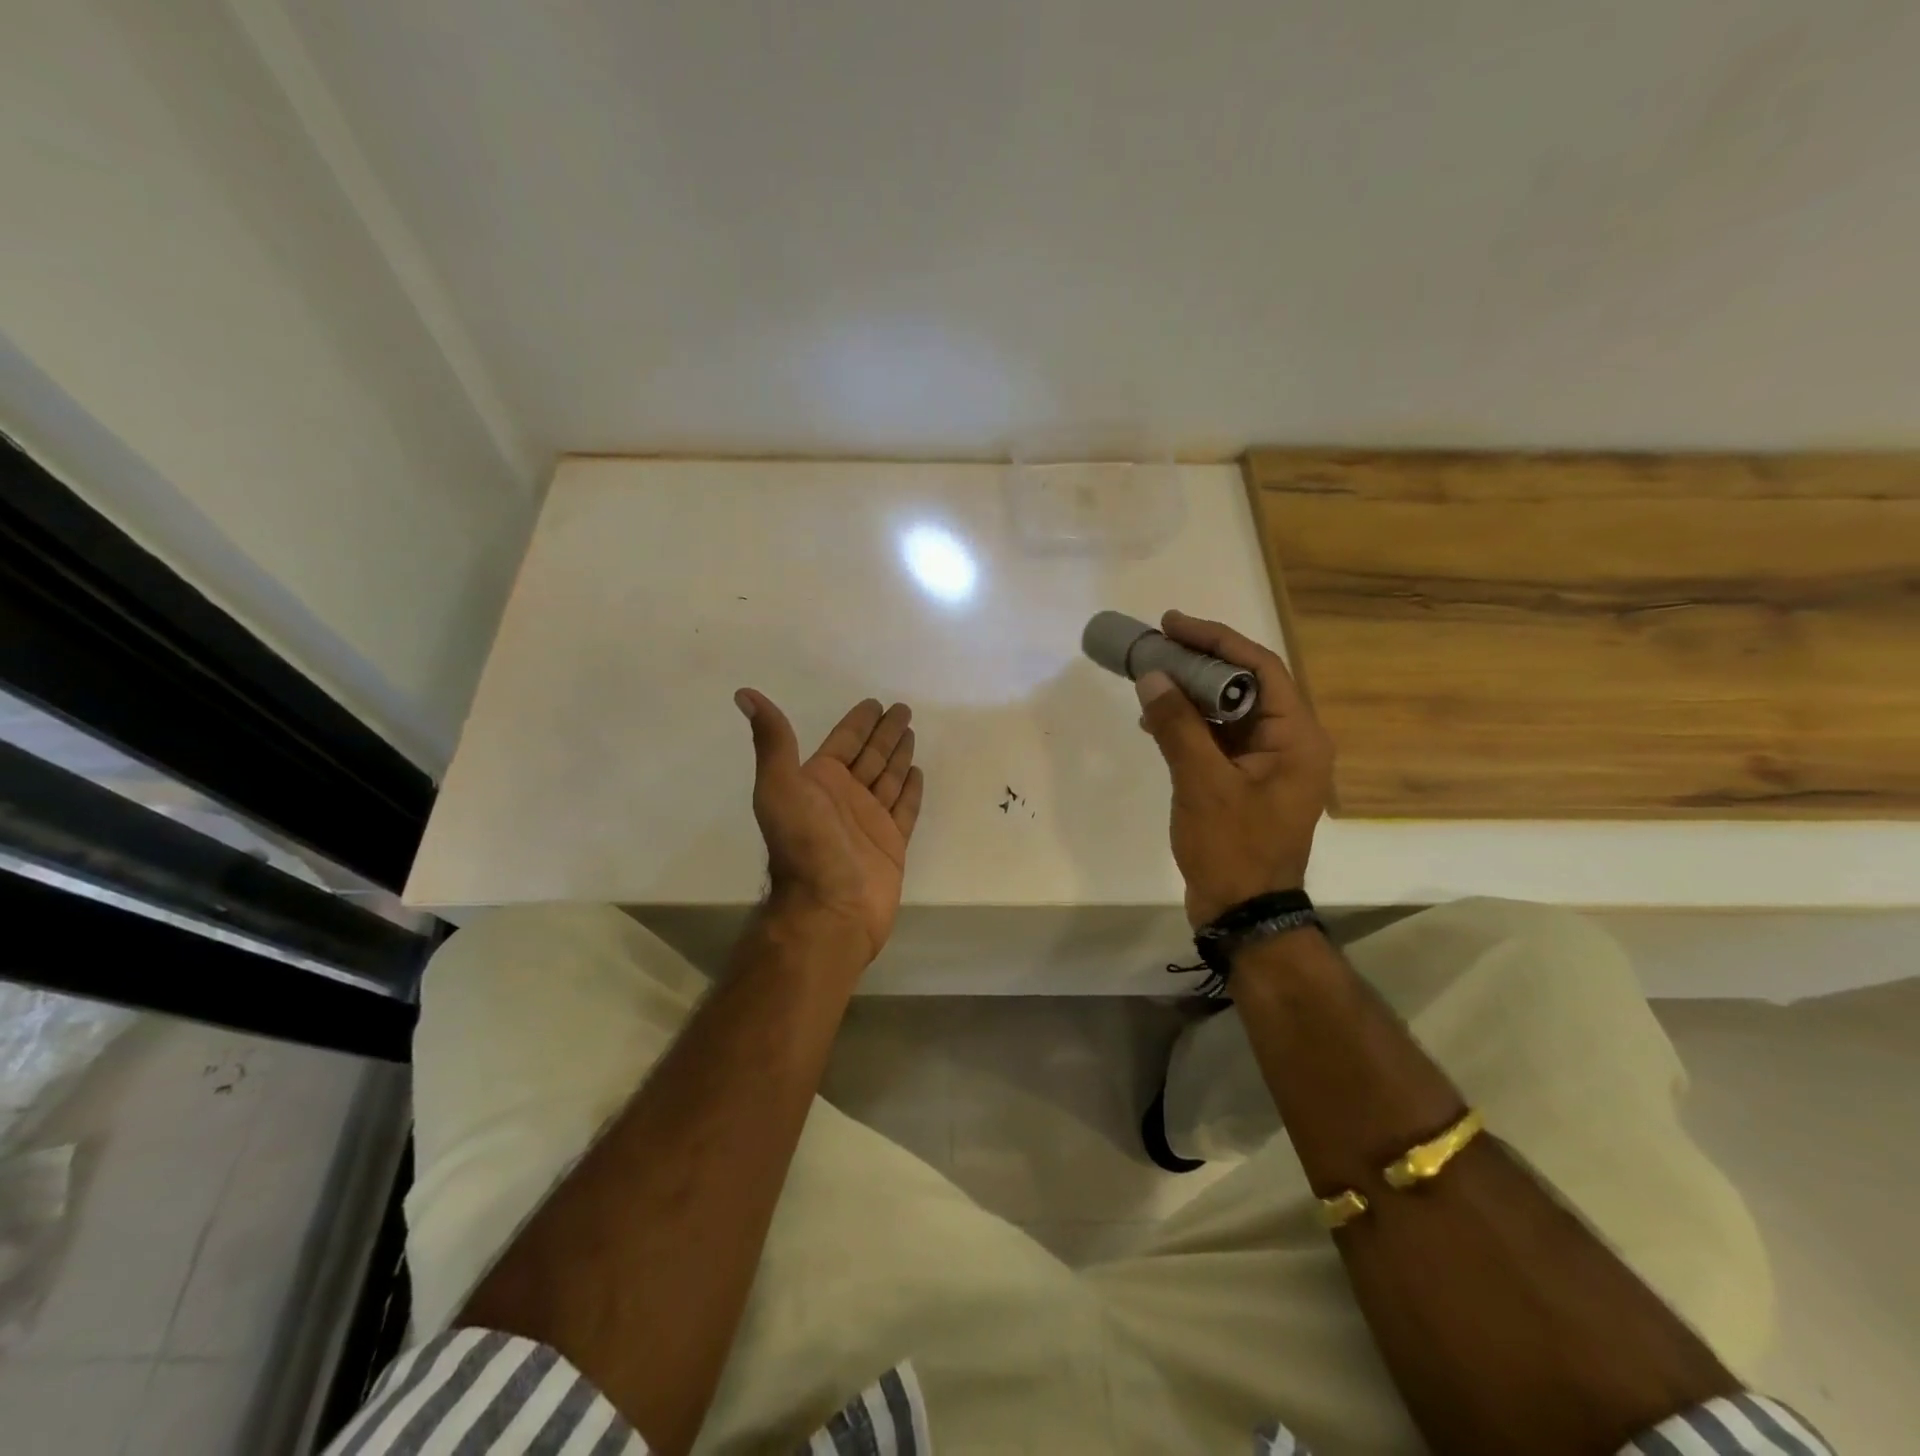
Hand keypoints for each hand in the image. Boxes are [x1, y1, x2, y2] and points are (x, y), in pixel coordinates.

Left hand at [734, 690, 925, 964]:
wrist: (830, 908)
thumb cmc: (805, 845)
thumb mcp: (780, 786)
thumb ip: (773, 741)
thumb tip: (744, 693)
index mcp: (818, 781)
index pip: (843, 742)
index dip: (858, 722)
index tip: (874, 703)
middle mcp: (844, 797)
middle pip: (870, 756)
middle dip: (884, 733)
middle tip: (903, 709)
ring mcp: (869, 821)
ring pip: (888, 778)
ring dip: (898, 755)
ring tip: (911, 732)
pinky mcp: (891, 843)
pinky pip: (904, 808)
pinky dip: (910, 790)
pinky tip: (917, 773)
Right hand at [1134, 610, 1334, 926]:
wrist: (1243, 912)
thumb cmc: (1232, 847)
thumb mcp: (1202, 783)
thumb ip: (1178, 726)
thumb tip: (1152, 677)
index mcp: (1296, 738)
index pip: (1260, 668)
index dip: (1217, 640)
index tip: (1173, 624)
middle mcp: (1289, 743)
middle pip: (1244, 685)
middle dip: (1199, 663)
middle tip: (1157, 645)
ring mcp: (1267, 764)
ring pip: (1228, 711)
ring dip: (1190, 693)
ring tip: (1149, 679)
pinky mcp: (1245, 781)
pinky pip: (1218, 739)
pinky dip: (1189, 725)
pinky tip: (1156, 721)